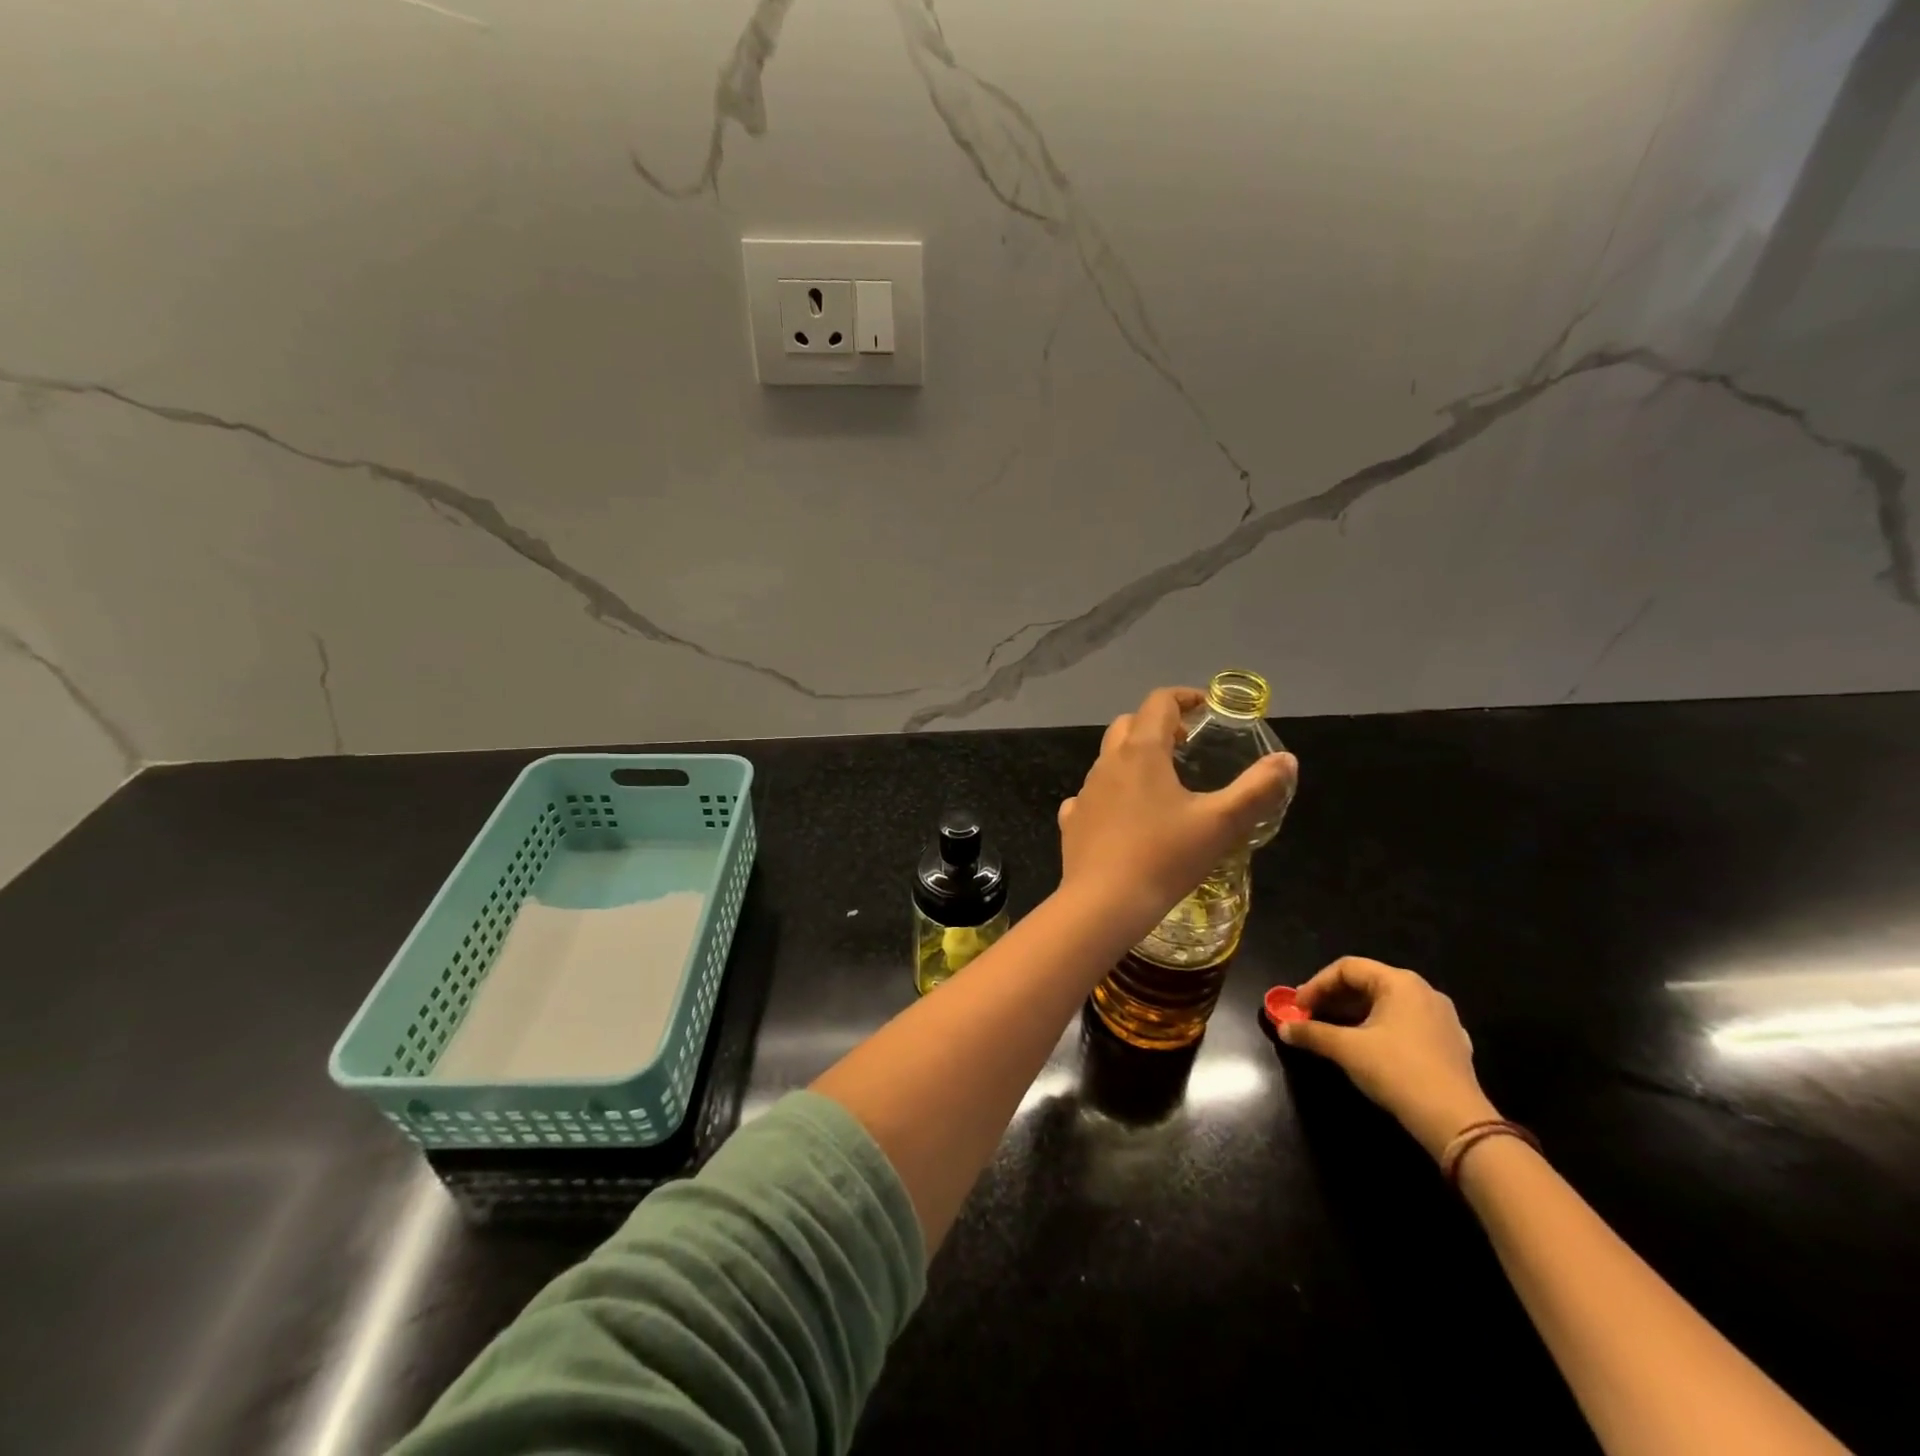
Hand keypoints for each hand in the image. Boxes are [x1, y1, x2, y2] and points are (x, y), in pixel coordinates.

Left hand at [1056, 686, 1296, 946]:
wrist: (1104, 902)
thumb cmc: (1165, 857)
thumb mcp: (1221, 823)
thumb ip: (1257, 789)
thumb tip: (1286, 760)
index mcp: (1142, 752)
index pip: (1159, 702)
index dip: (1184, 697)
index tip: (1205, 708)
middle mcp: (1108, 763)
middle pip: (1129, 724)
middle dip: (1158, 724)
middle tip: (1186, 744)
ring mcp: (1086, 791)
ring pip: (1109, 758)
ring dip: (1134, 757)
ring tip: (1162, 782)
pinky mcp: (1073, 820)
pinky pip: (1091, 794)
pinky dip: (1110, 793)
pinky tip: (1125, 816)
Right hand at [1280, 956, 1496, 1159]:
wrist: (1456, 1122)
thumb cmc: (1397, 1071)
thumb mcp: (1346, 1049)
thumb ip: (1312, 1033)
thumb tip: (1283, 1029)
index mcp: (1400, 982)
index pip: (1347, 968)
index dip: (1317, 985)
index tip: (1298, 1007)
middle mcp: (1424, 992)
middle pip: (1368, 983)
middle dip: (1334, 999)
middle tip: (1311, 1017)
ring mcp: (1443, 1018)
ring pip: (1388, 1004)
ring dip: (1356, 1014)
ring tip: (1334, 1033)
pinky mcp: (1452, 1044)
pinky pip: (1407, 1024)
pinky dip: (1381, 1029)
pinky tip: (1370, 1049)